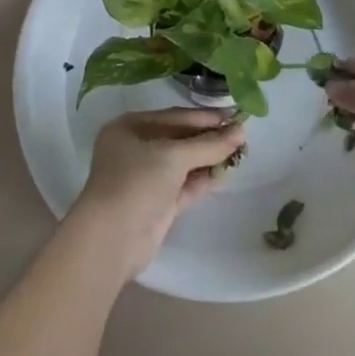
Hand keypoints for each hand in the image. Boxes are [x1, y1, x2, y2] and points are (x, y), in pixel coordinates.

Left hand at [66, 109, 245, 278]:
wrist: (112, 240)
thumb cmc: (136, 181)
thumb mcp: (173, 156)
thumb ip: (208, 144)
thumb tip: (241, 132)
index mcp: (130, 127)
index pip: (174, 116)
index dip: (204, 116)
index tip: (234, 115)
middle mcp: (136, 149)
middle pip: (179, 138)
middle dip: (208, 137)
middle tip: (242, 134)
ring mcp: (146, 178)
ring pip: (183, 163)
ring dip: (209, 158)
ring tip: (241, 151)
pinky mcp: (157, 205)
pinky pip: (184, 185)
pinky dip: (203, 178)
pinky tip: (226, 172)